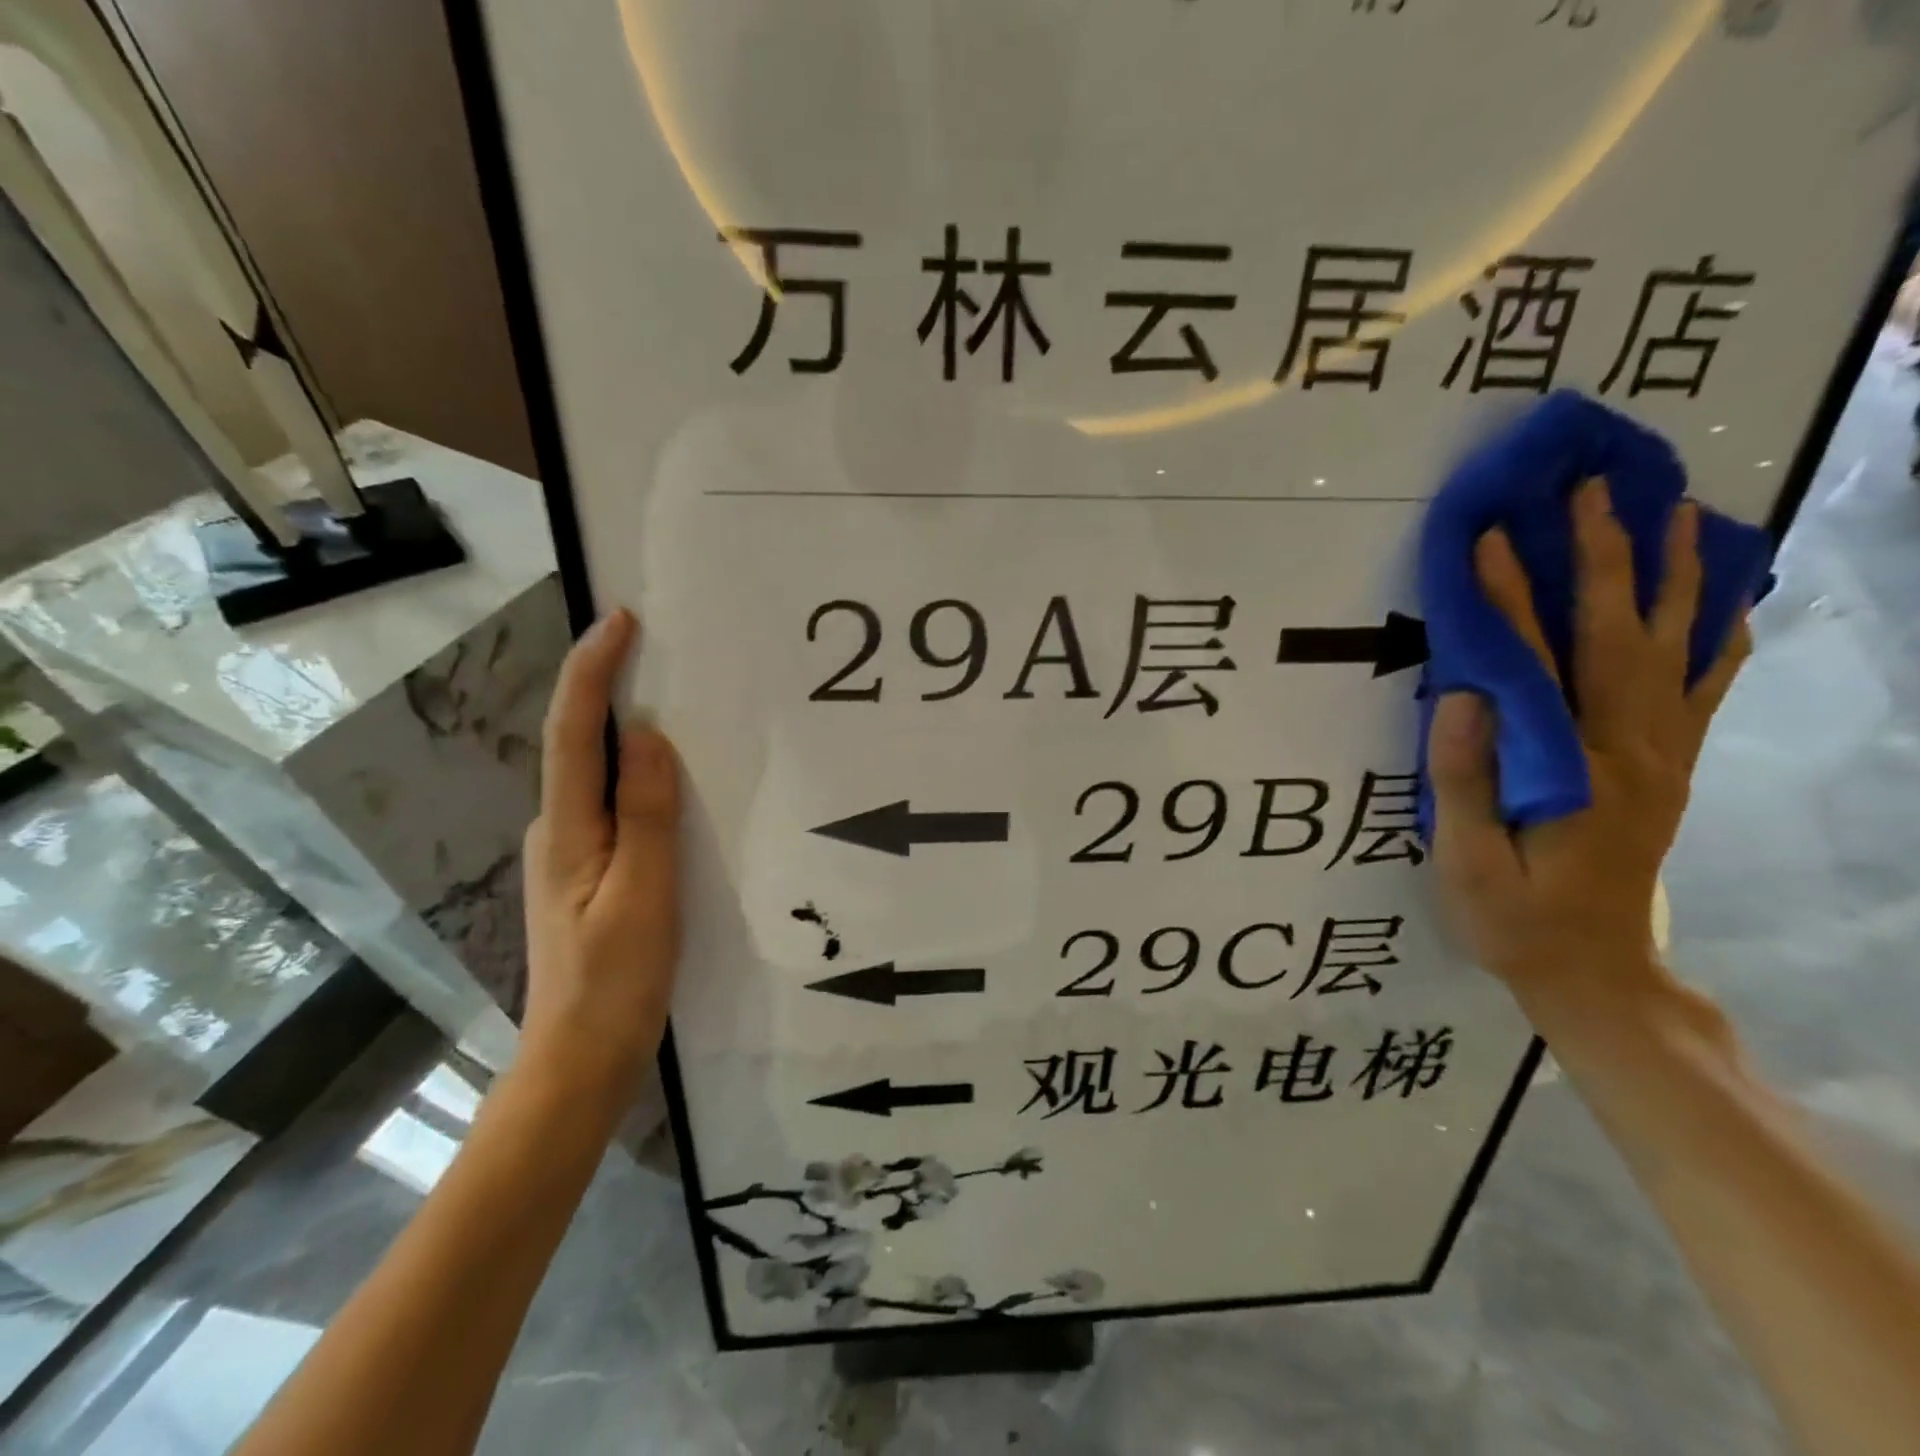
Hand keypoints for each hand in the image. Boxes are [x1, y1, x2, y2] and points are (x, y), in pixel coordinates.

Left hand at [519, 609, 680, 1105]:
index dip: (592, 671)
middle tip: (659, 651)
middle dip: (607, 688)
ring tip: (674, 703)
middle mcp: (557, 829)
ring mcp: (569, 853)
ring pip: (596, 775)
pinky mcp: (588, 873)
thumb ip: (645, 811)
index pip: (570, 731)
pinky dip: (635, 775)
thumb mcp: (644, 892)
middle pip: (576, 743)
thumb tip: (642, 733)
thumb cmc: (617, 979)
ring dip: (623, 731)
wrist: (581, 1059)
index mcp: (566, 828)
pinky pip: (612, 804)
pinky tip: (669, 780)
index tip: (621, 621)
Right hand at [1427, 478, 1749, 1001]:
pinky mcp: (1670, 767)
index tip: (1495, 540)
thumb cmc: (1517, 920)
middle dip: (1610, 558)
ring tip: (1675, 512)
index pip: (1540, 666)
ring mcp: (1664, 757)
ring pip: (1679, 649)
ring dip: (1676, 576)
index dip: (1515, 600)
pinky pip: (1705, 687)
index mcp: (1578, 771)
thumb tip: (1463, 695)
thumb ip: (1464, 780)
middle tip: (1600, 490)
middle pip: (1626, 637)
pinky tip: (1722, 599)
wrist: (1597, 973)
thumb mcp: (1470, 864)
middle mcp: (1636, 750)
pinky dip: (1717, 633)